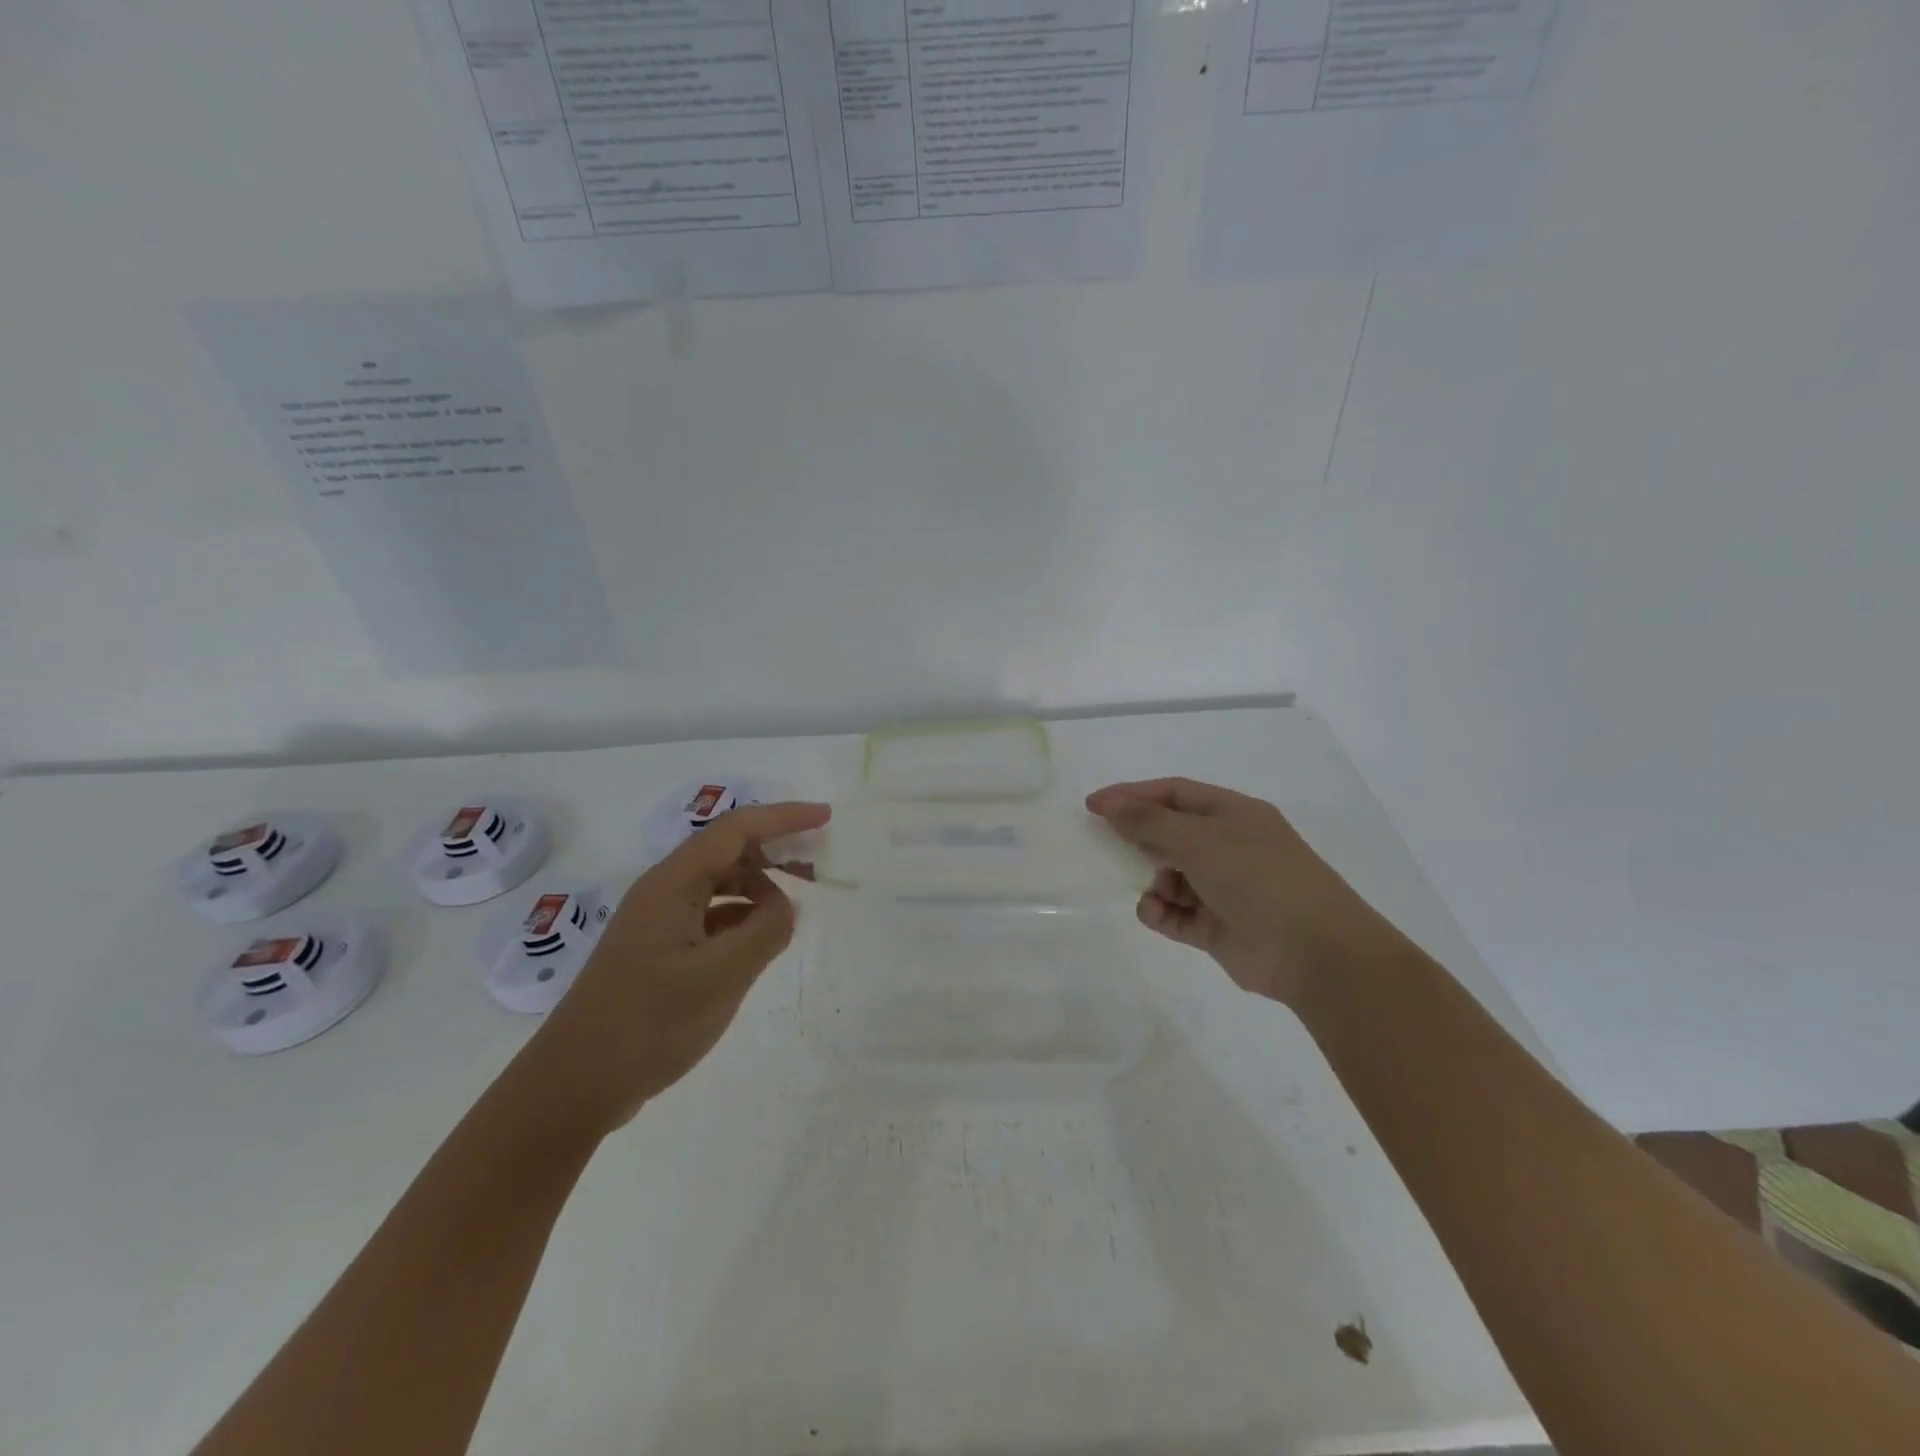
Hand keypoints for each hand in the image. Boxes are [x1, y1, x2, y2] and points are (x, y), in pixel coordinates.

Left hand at [514, 801, 830, 1139]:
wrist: (574, 1085)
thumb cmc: (649, 1022)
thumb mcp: (721, 976)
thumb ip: (766, 931)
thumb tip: (787, 907)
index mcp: (673, 883)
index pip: (737, 829)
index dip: (784, 817)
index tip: (825, 817)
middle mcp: (664, 891)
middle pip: (727, 851)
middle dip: (775, 851)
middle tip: (818, 868)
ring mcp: (658, 922)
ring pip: (719, 885)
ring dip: (759, 888)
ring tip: (792, 913)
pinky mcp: (658, 951)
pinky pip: (710, 916)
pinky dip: (741, 919)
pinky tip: (760, 942)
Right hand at [1086, 778, 1384, 1004]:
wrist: (1315, 952)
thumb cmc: (1258, 878)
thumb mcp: (1200, 840)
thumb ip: (1150, 822)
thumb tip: (1110, 804)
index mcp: (1232, 814)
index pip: (1174, 794)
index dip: (1132, 795)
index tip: (1093, 806)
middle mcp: (1227, 846)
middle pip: (1169, 833)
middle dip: (1138, 839)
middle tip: (1104, 847)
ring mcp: (1222, 888)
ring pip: (1168, 876)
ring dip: (1151, 881)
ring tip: (1150, 890)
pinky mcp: (1216, 927)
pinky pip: (1174, 913)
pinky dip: (1160, 912)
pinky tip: (1155, 913)